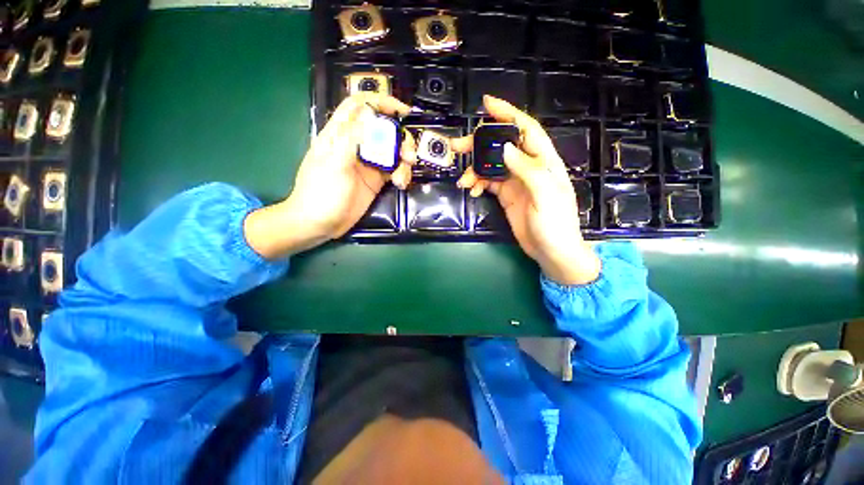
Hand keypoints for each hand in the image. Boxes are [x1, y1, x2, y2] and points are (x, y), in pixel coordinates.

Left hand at [244, 93, 416, 258]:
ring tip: (402, 178)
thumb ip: (351, 138)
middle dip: (401, 139)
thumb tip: (369, 113)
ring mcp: (368, 163)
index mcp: (341, 134)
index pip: (361, 106)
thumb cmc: (321, 192)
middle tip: (409, 156)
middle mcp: (358, 145)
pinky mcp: (377, 180)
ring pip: (393, 151)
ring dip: (404, 161)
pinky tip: (401, 184)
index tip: (403, 111)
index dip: (382, 102)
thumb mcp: (334, 163)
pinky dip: (402, 174)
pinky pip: (395, 170)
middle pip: (385, 130)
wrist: (320, 223)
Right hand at [455, 96, 600, 284]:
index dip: (507, 113)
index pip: (525, 129)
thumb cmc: (555, 225)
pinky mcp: (506, 195)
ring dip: (475, 169)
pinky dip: (478, 183)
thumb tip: (504, 148)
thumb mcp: (546, 196)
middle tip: (457, 147)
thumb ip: (527, 170)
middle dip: (479, 143)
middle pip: (501, 146)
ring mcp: (515, 182)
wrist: (551, 252)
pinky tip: (472, 190)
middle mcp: (528, 167)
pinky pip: (488, 182)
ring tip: (463, 180)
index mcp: (543, 161)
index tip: (486, 103)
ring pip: (491, 165)